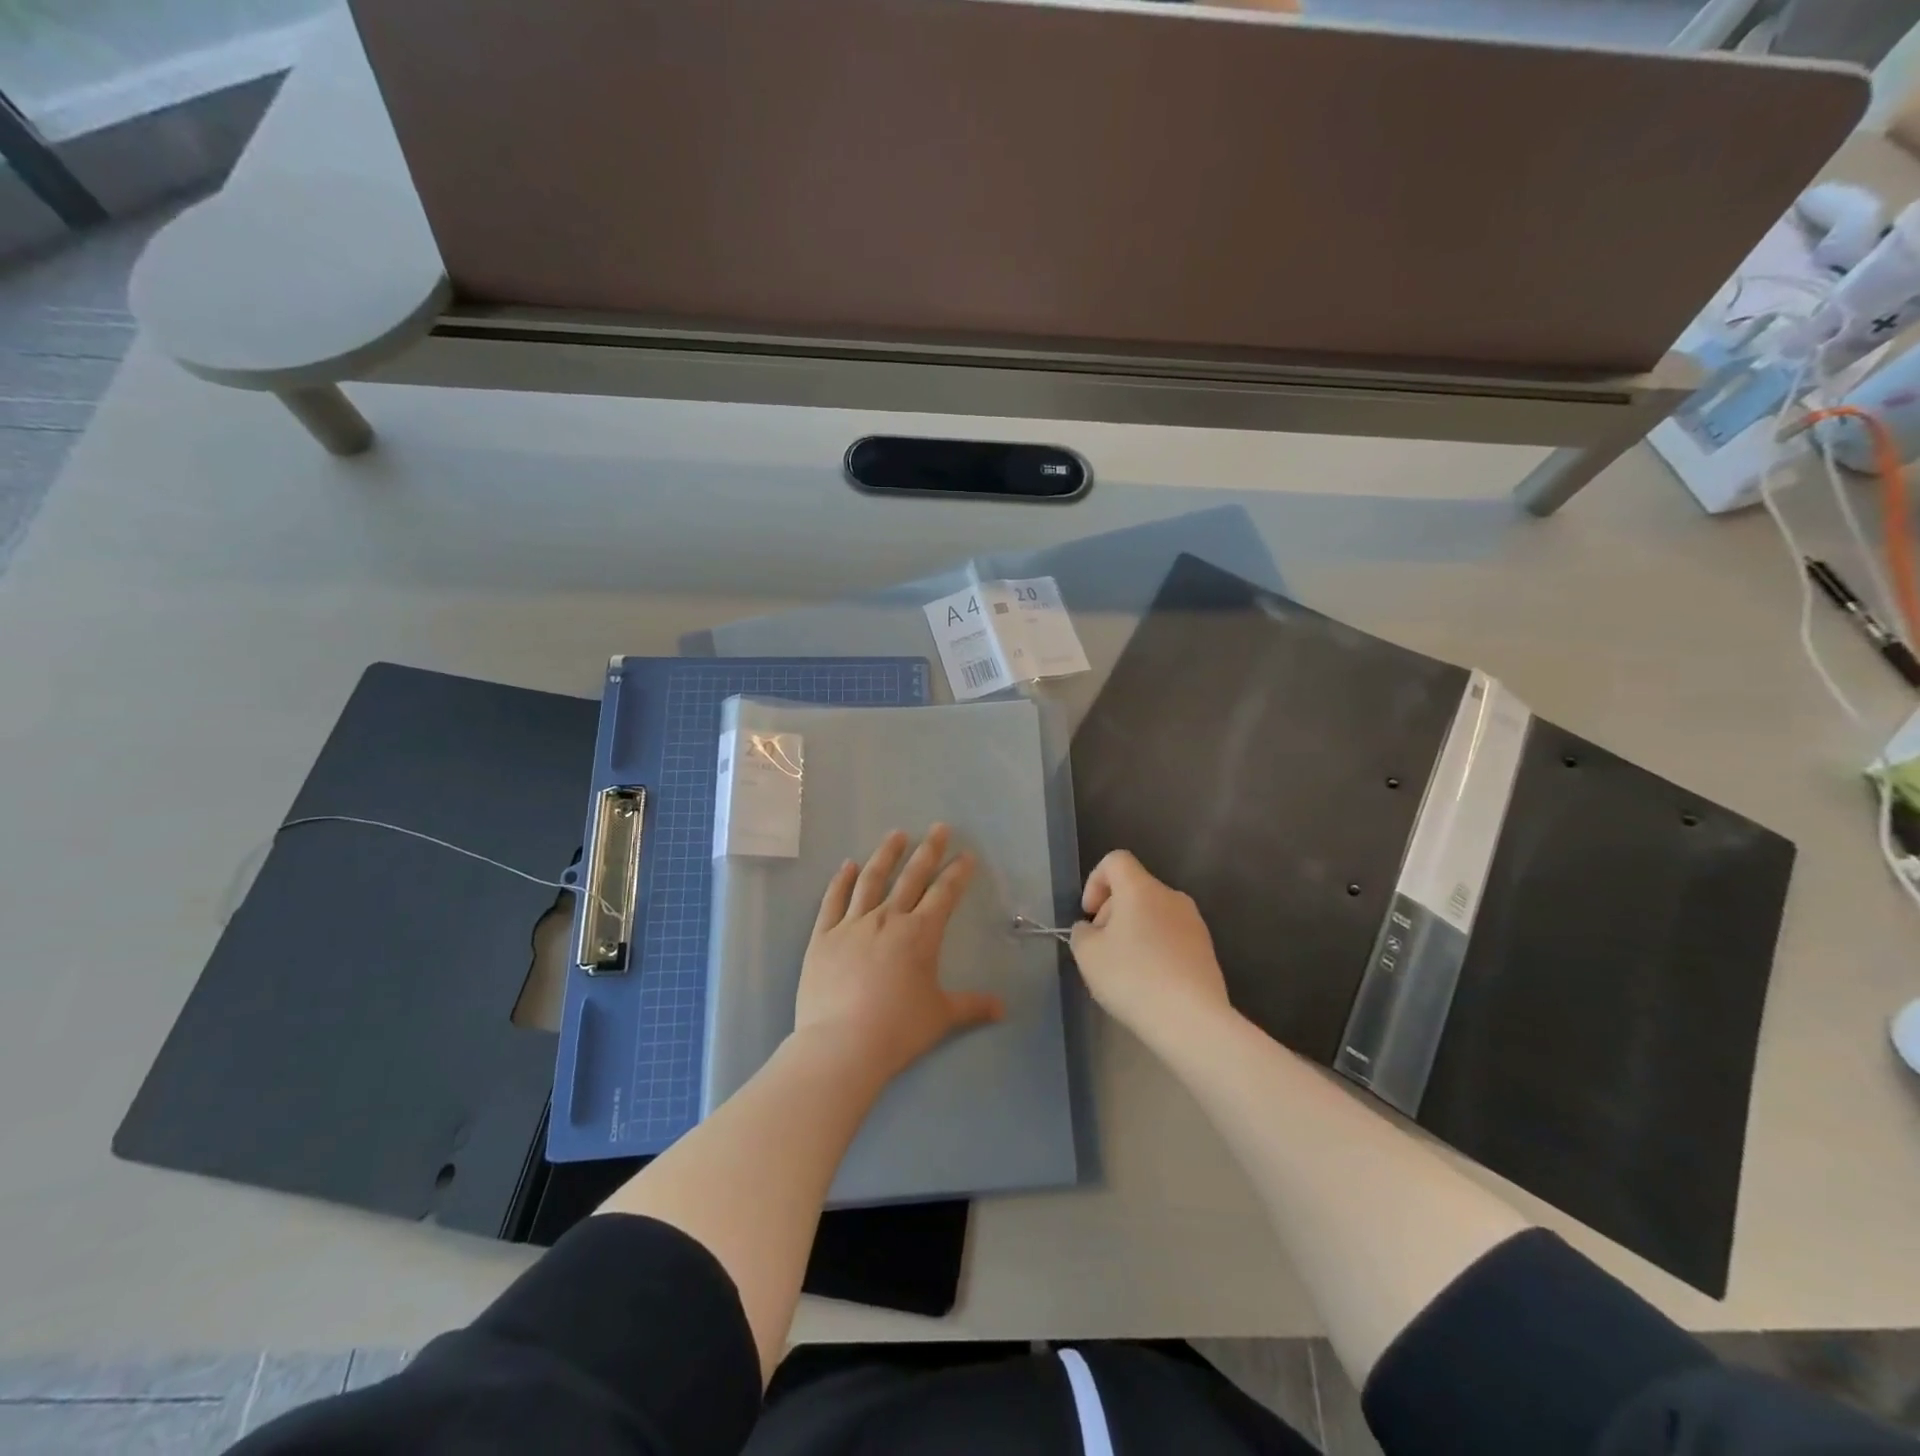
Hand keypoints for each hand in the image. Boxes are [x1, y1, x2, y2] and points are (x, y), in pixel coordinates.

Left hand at [795, 825, 1004, 1082]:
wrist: (842, 1044)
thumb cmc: (897, 1029)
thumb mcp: (940, 1017)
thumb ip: (972, 1007)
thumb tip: (1003, 1008)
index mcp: (920, 934)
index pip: (944, 894)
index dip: (958, 873)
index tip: (966, 855)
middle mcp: (888, 919)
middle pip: (911, 877)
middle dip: (928, 850)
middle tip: (939, 827)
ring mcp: (852, 924)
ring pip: (871, 879)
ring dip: (886, 854)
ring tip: (896, 835)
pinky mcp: (823, 936)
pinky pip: (833, 900)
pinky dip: (841, 880)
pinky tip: (848, 865)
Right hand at [1070, 850, 1230, 1035]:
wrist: (1191, 1019)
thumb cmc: (1133, 977)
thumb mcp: (1088, 955)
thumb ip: (1082, 933)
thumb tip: (1092, 929)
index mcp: (1141, 888)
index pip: (1116, 861)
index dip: (1095, 881)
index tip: (1089, 914)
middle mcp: (1171, 896)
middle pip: (1134, 888)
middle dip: (1112, 911)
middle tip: (1101, 948)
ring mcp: (1194, 922)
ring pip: (1154, 913)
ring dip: (1134, 931)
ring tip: (1125, 969)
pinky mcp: (1206, 949)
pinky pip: (1171, 936)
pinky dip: (1155, 948)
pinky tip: (1149, 981)